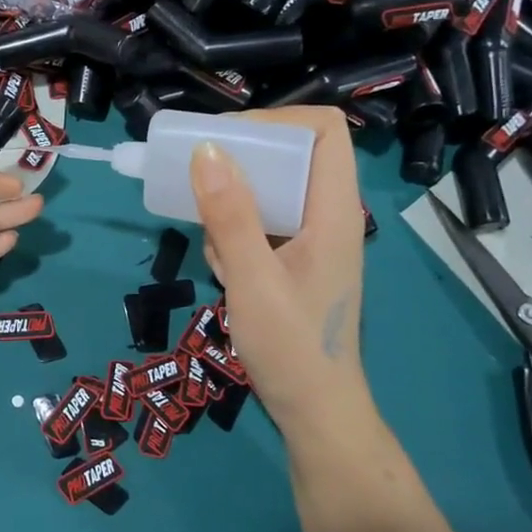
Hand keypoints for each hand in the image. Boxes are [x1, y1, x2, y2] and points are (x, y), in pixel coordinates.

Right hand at [188, 106, 370, 435]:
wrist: (313, 411)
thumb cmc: (291, 348)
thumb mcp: (253, 280)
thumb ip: (231, 215)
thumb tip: (207, 150)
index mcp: (333, 210)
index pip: (325, 130)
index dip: (278, 120)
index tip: (227, 139)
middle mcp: (326, 215)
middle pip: (290, 154)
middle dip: (241, 161)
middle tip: (197, 174)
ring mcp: (310, 238)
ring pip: (269, 189)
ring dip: (232, 203)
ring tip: (212, 239)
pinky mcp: (292, 259)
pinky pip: (260, 222)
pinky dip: (233, 233)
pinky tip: (222, 268)